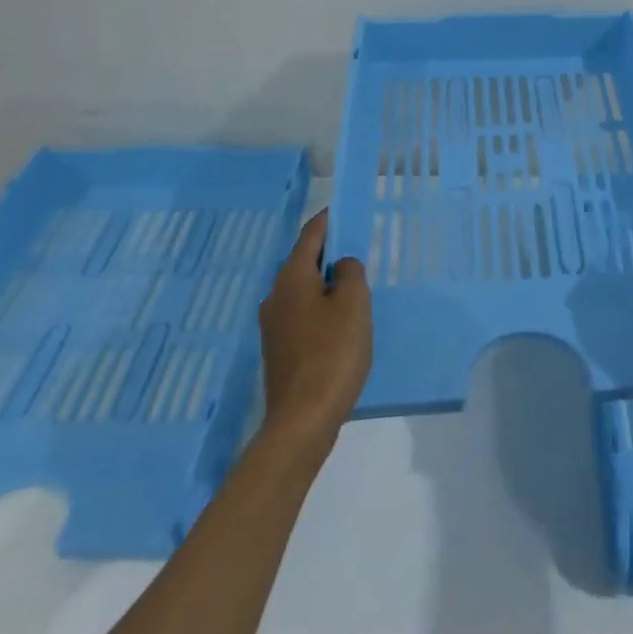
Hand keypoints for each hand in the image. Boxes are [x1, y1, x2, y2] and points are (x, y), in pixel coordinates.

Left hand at [258, 209, 370, 447]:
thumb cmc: (332, 352)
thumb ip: (350, 272)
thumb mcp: (354, 303)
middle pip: (304, 262)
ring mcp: (273, 326)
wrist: (302, 421)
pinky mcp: (278, 351)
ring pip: (303, 290)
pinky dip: (321, 309)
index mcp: (292, 277)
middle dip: (330, 253)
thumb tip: (341, 266)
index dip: (330, 219)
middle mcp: (275, 295)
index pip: (311, 234)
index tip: (348, 212)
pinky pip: (302, 315)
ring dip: (326, 284)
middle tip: (359, 252)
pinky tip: (340, 325)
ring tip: (355, 289)